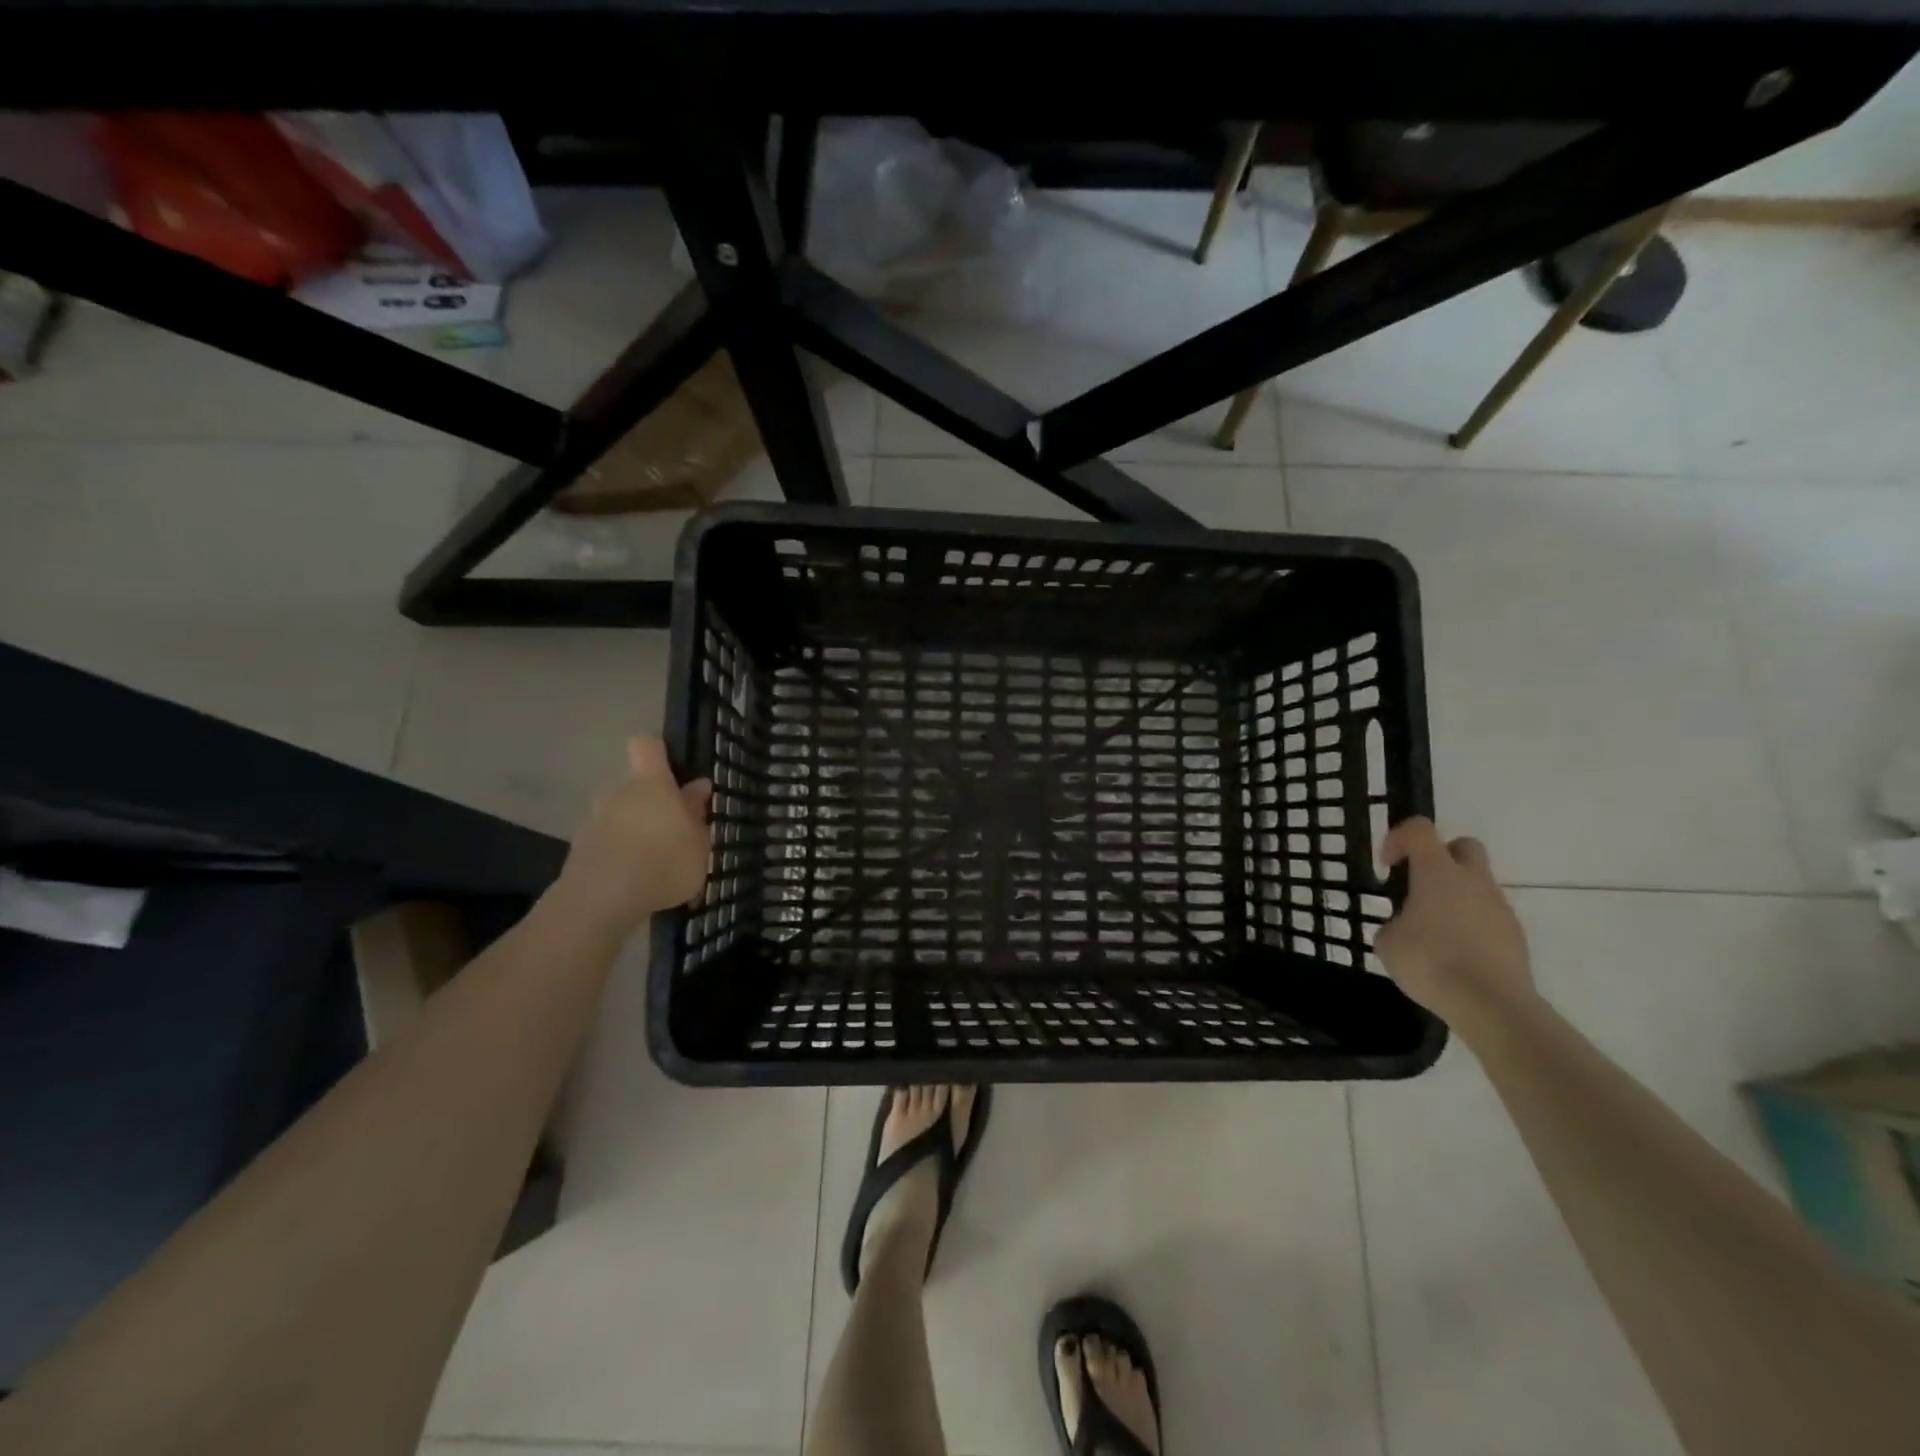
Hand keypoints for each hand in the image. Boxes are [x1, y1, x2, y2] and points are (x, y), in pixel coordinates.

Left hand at [549, 736, 711, 936]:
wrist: (600, 901)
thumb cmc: (663, 862)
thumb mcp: (698, 842)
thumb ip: (696, 812)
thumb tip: (698, 786)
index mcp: (650, 782)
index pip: (647, 744)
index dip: (660, 751)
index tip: (676, 770)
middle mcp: (617, 792)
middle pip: (636, 785)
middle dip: (655, 803)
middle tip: (677, 832)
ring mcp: (594, 820)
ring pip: (622, 814)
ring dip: (638, 830)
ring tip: (659, 863)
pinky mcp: (580, 848)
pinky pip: (609, 841)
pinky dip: (622, 853)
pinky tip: (638, 881)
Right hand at [1375, 817, 1534, 1024]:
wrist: (1491, 1005)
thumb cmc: (1430, 962)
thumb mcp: (1387, 941)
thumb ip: (1394, 923)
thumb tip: (1406, 926)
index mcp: (1438, 873)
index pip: (1419, 829)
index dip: (1398, 839)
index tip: (1386, 866)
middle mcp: (1473, 881)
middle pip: (1462, 845)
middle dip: (1439, 857)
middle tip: (1418, 885)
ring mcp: (1499, 908)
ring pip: (1477, 884)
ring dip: (1455, 895)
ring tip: (1433, 930)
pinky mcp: (1515, 936)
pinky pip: (1488, 916)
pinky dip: (1471, 924)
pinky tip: (1455, 954)